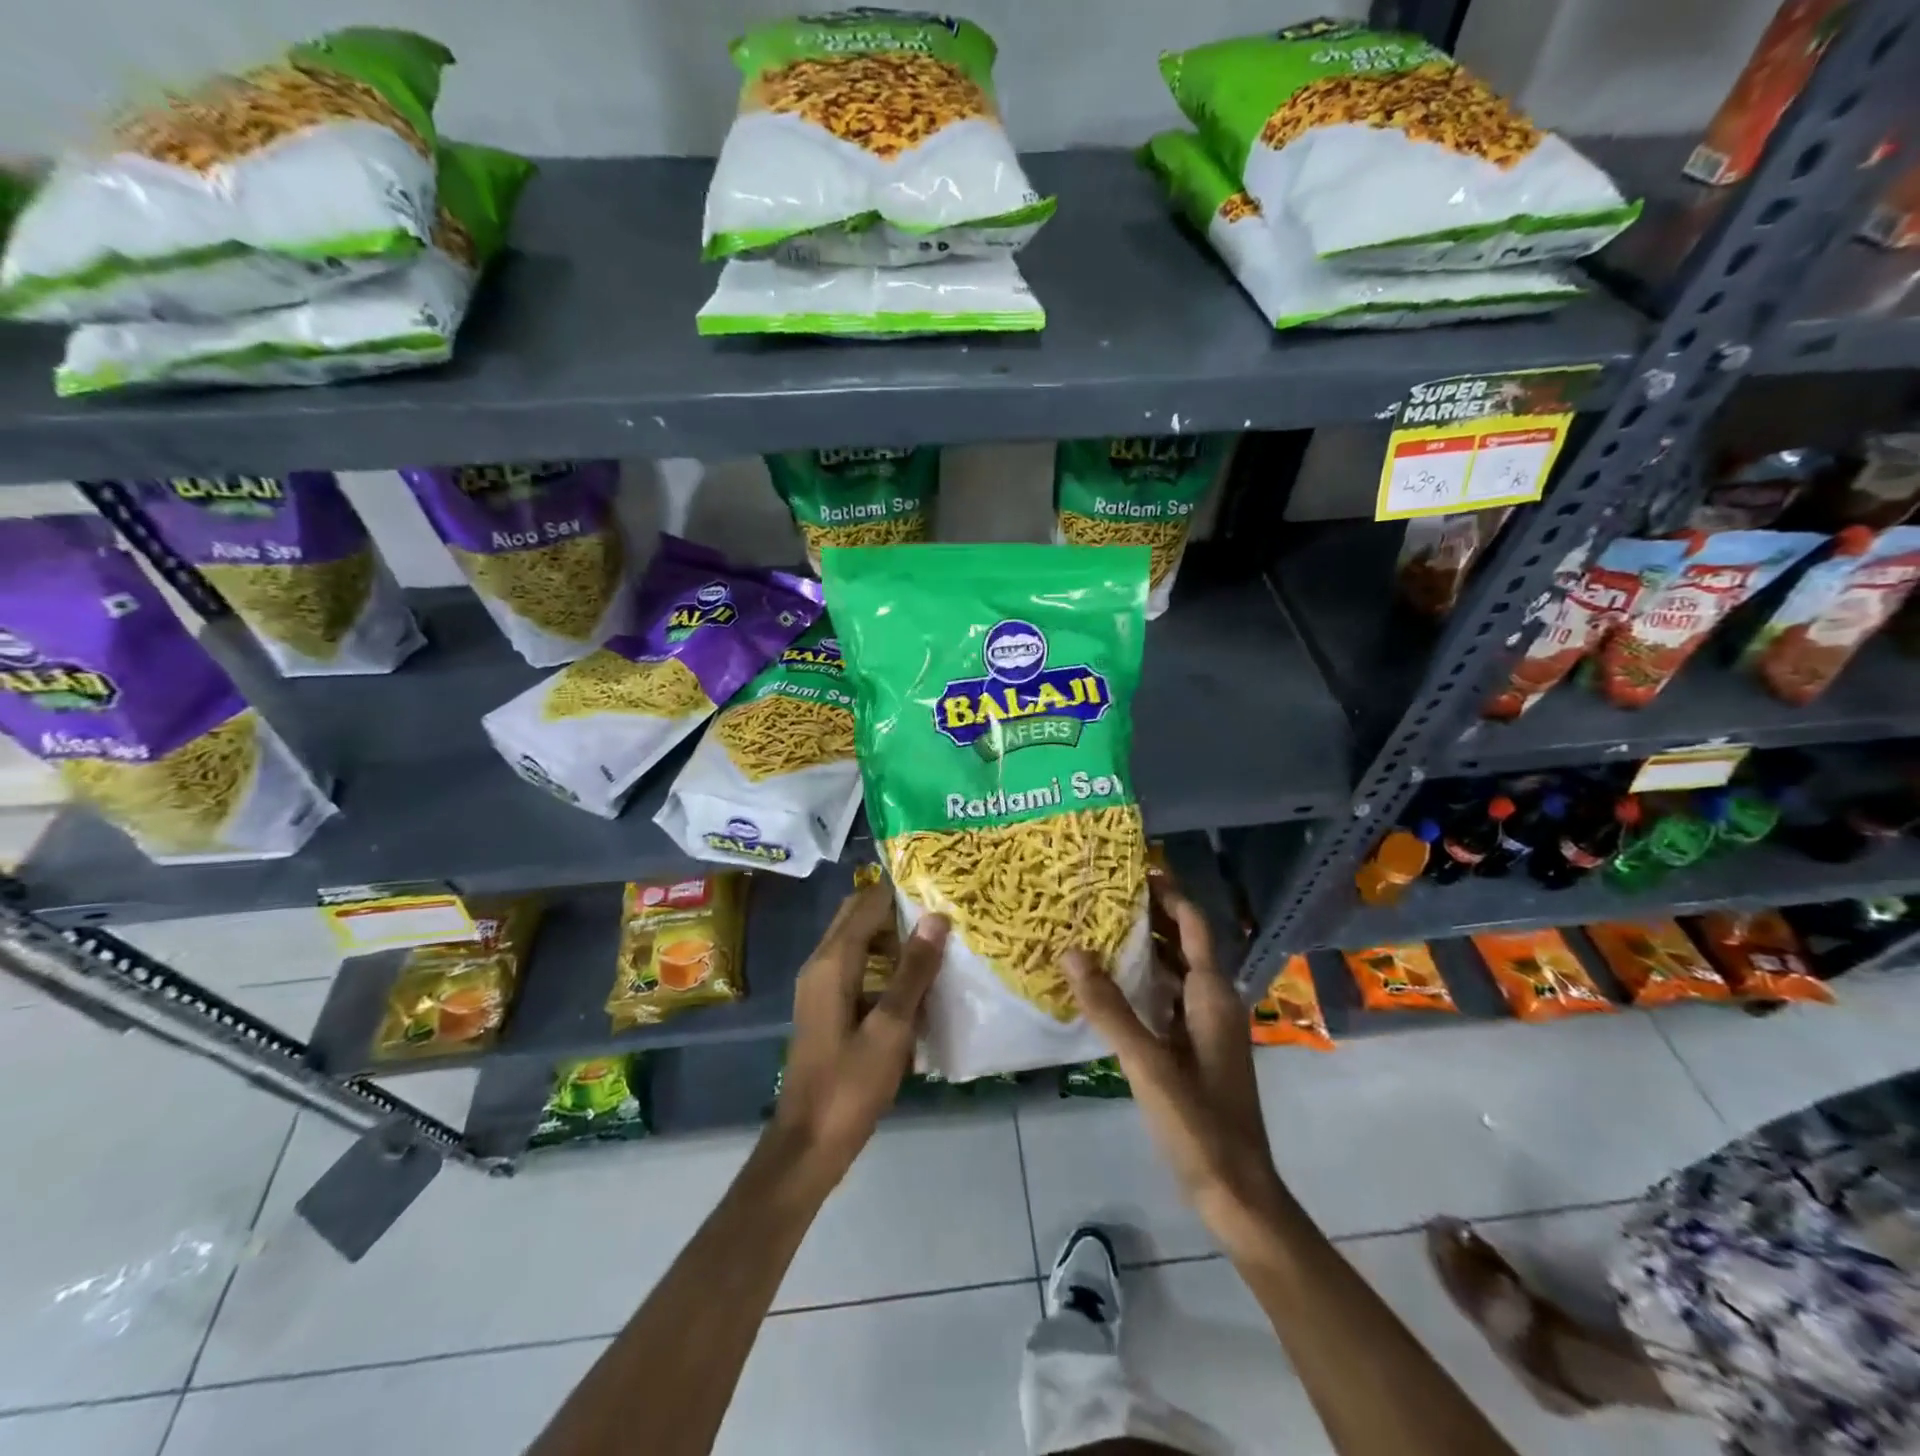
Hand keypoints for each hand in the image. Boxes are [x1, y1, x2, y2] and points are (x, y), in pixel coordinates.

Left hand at [770, 883, 946, 1191]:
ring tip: (936, 946)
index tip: (939, 888)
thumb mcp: (892, 1028)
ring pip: (858, 943)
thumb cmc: (851, 1085)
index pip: (867, 903)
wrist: (808, 1144)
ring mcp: (820, 987)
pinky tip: (915, 988)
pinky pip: (857, 969)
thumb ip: (914, 971)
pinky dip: (883, 967)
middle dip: (897, 911)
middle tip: (941, 915)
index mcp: (833, 962)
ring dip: (892, 939)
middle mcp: (821, 964)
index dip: (901, 891)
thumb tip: (936, 918)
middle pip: (858, 917)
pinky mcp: (826, 1008)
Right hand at [1064, 876, 1285, 1253]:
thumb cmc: (1199, 1123)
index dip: (1169, 893)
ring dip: (1145, 949)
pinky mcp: (1194, 1051)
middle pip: (1184, 944)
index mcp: (1211, 996)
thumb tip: (1072, 951)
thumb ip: (1110, 1008)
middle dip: (1151, 916)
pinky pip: (1167, 1001)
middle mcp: (1212, 1003)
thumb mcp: (1148, 1064)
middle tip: (1103, 893)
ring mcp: (1205, 1029)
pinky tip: (1110, 987)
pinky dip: (1143, 984)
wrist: (1237, 1192)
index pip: (1193, 926)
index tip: (1135, 867)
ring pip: (1174, 973)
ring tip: (1099, 928)